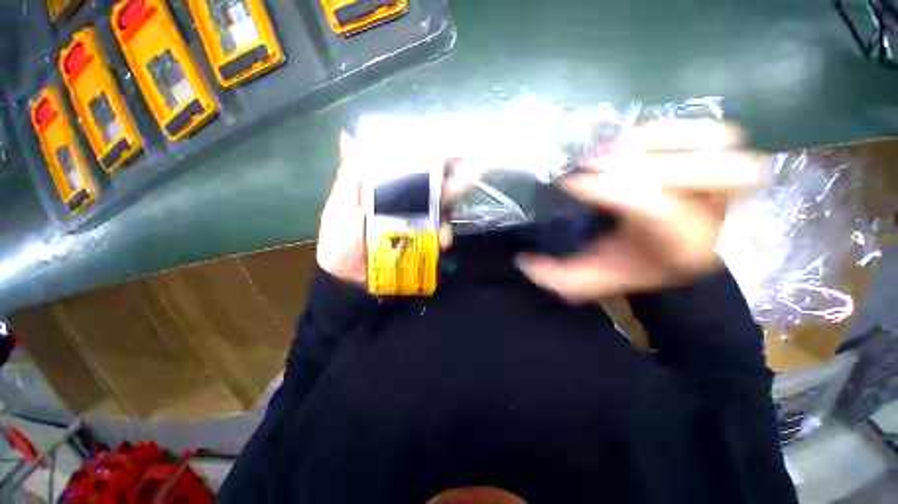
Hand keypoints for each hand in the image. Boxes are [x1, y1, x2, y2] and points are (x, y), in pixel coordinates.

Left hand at [317, 133, 454, 286]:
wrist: (349, 277)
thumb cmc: (341, 238)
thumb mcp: (341, 205)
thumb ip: (350, 176)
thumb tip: (347, 136)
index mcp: (387, 189)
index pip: (412, 169)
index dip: (430, 159)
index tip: (447, 151)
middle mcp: (405, 202)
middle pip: (432, 189)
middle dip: (450, 184)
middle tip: (464, 180)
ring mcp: (416, 223)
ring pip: (440, 211)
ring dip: (450, 212)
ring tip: (452, 213)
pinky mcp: (422, 241)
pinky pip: (438, 235)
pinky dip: (444, 236)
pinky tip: (444, 241)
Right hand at [516, 120, 766, 301]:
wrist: (684, 253)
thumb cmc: (640, 266)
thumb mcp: (600, 278)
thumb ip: (562, 279)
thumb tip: (524, 262)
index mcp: (682, 247)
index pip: (657, 209)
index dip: (612, 189)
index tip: (572, 183)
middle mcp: (716, 212)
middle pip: (710, 172)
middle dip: (643, 163)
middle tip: (593, 163)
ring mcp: (724, 181)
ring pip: (712, 141)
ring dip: (652, 139)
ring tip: (610, 150)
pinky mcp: (720, 156)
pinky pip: (706, 128)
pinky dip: (666, 128)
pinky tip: (630, 140)